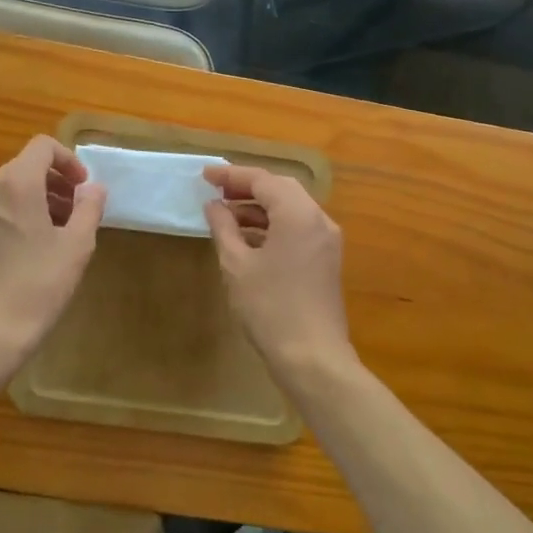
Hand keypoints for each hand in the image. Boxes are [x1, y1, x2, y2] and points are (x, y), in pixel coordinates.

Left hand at [0, 136, 106, 362]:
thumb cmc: (39, 285)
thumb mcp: (77, 245)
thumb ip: (89, 207)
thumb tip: (93, 188)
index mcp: (15, 184)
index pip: (42, 147)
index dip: (68, 160)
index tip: (84, 188)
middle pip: (24, 166)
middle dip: (55, 182)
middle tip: (77, 211)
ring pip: (9, 189)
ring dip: (37, 198)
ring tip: (59, 231)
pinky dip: (17, 215)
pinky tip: (32, 249)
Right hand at [202, 165, 352, 373]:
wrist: (313, 358)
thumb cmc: (270, 307)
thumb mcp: (237, 265)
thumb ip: (224, 227)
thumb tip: (214, 206)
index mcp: (298, 213)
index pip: (263, 180)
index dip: (232, 175)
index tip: (205, 175)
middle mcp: (319, 219)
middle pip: (281, 189)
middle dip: (248, 187)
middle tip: (217, 192)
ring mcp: (326, 240)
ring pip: (291, 209)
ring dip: (260, 208)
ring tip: (226, 215)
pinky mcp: (326, 260)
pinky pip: (298, 228)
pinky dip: (274, 226)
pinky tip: (248, 239)